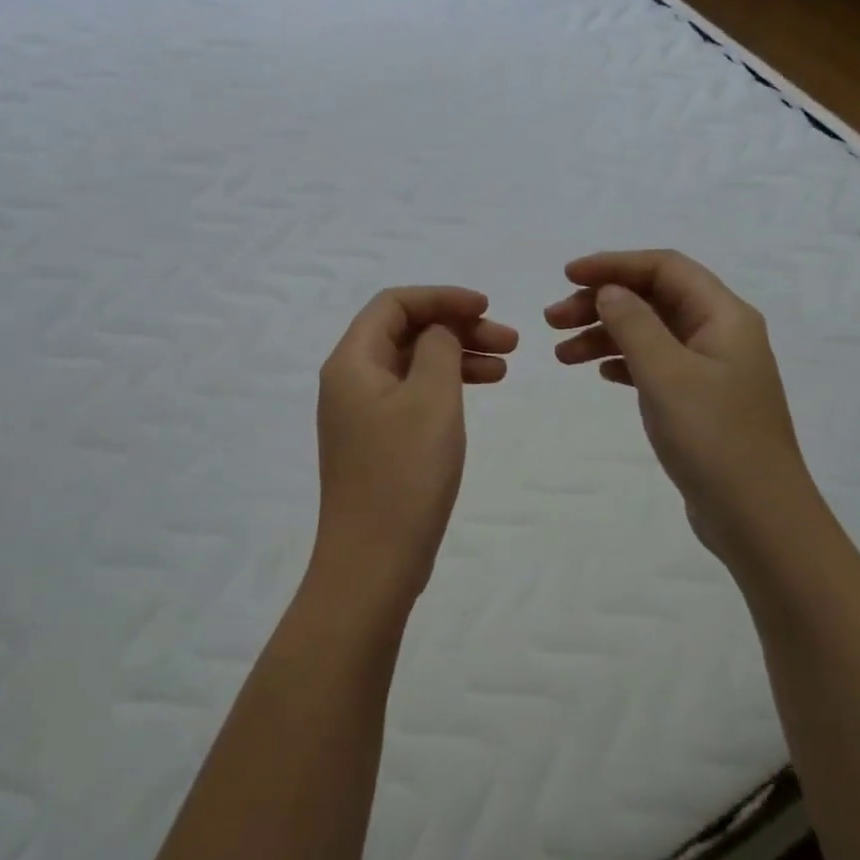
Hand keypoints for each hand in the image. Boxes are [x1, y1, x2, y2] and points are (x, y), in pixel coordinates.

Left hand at [313, 287, 517, 614]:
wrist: (373, 562)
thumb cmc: (404, 473)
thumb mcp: (431, 398)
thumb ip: (439, 347)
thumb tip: (438, 330)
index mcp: (351, 361)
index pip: (394, 303)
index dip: (442, 297)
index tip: (487, 307)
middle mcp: (349, 380)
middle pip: (404, 331)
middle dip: (456, 327)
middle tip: (510, 341)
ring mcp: (360, 413)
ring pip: (412, 364)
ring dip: (456, 356)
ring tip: (504, 367)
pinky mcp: (376, 441)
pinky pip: (412, 395)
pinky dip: (444, 387)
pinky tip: (477, 394)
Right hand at [546, 250, 816, 565]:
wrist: (758, 520)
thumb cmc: (713, 438)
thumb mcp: (666, 373)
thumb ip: (634, 323)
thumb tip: (609, 290)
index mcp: (723, 316)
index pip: (664, 267)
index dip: (614, 264)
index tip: (567, 276)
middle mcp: (721, 333)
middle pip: (654, 298)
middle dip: (601, 302)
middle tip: (552, 320)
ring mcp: (712, 369)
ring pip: (650, 333)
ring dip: (605, 334)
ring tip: (561, 354)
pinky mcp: (701, 401)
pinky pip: (656, 365)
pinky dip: (624, 362)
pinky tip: (599, 373)